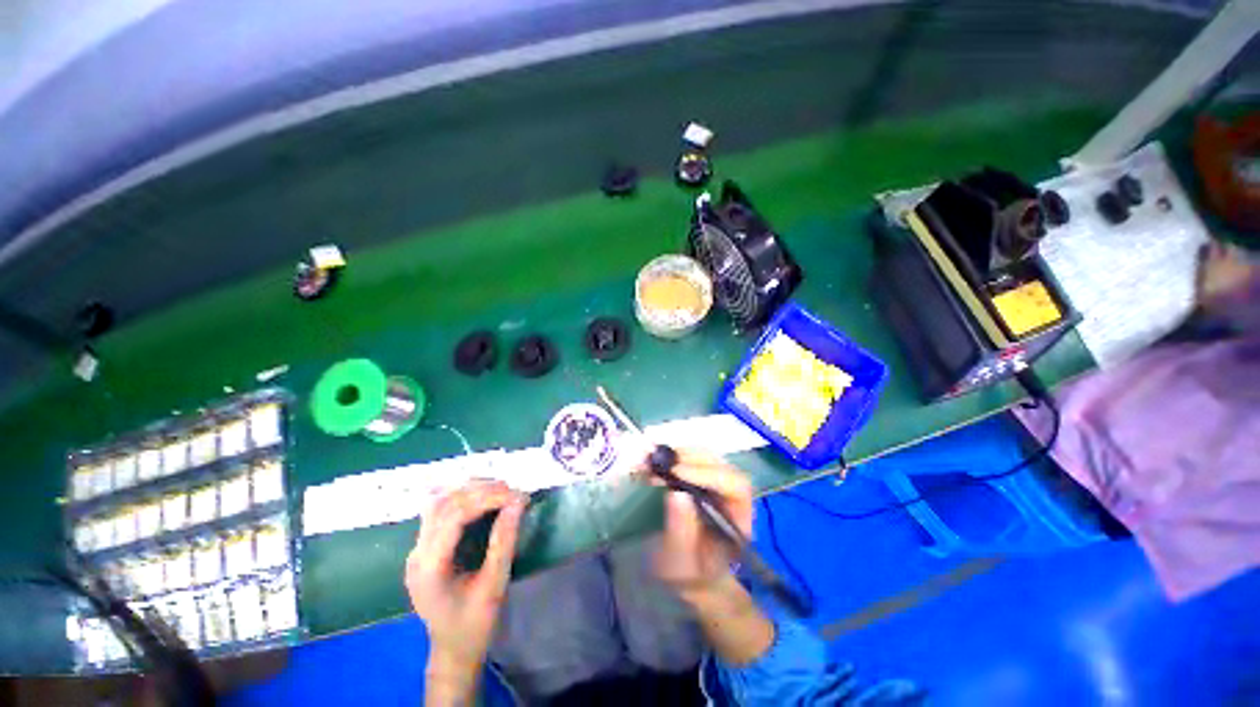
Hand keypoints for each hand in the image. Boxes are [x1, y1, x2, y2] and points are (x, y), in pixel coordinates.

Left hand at [406, 480, 526, 704]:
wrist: (453, 649)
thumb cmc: (474, 623)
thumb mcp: (494, 584)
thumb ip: (504, 541)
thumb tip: (518, 502)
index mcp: (430, 568)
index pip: (454, 516)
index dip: (486, 498)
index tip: (516, 495)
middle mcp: (417, 554)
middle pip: (443, 504)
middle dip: (480, 490)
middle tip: (512, 490)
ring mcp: (417, 550)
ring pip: (439, 502)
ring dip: (470, 490)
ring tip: (500, 490)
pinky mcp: (424, 547)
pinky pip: (439, 511)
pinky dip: (462, 498)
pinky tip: (483, 497)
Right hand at [651, 450, 754, 599]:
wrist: (692, 575)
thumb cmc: (690, 574)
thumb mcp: (680, 562)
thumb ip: (681, 531)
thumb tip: (676, 493)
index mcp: (740, 518)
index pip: (735, 485)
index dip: (707, 473)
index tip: (676, 471)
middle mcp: (733, 495)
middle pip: (720, 463)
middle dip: (689, 458)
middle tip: (657, 459)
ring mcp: (718, 484)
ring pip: (706, 457)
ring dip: (678, 454)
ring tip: (652, 460)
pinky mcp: (702, 479)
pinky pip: (692, 460)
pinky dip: (673, 457)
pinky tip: (654, 463)